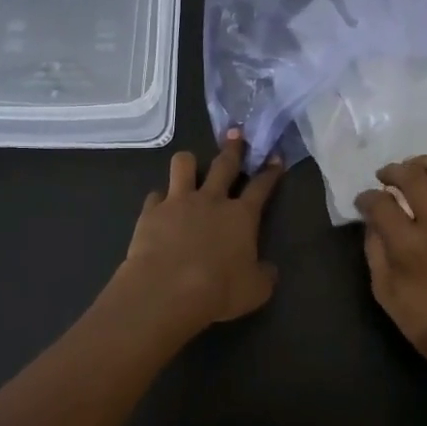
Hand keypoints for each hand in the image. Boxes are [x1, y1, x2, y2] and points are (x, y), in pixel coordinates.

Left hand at [115, 130, 284, 336]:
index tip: (275, 158)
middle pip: (224, 164)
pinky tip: (160, 206)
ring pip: (184, 165)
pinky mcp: (151, 212)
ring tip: (190, 165)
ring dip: (189, 163)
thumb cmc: (218, 291)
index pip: (261, 186)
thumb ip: (264, 275)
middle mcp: (212, 200)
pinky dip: (159, 199)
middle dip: (233, 147)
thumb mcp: (255, 290)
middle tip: (236, 133)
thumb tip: (268, 269)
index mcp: (241, 216)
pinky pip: (155, 195)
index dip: (270, 171)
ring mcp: (179, 202)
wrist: (166, 291)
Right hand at [355, 156, 426, 393]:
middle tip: (386, 176)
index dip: (366, 197)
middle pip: (413, 177)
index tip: (363, 201)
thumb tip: (373, 223)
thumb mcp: (386, 294)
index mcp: (408, 245)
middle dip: (393, 171)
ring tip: (418, 167)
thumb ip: (376, 252)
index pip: (380, 202)